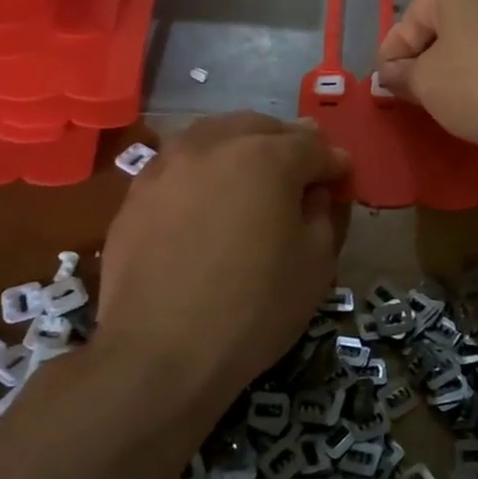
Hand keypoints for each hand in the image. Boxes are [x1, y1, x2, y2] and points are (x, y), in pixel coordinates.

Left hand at [97, 114, 349, 395]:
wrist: (159, 351)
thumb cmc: (253, 309)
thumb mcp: (314, 265)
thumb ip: (321, 214)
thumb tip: (312, 193)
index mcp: (267, 157)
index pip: (312, 145)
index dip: (332, 162)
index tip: (341, 177)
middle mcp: (215, 144)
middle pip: (260, 127)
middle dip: (287, 143)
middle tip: (300, 171)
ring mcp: (169, 164)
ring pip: (214, 134)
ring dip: (241, 146)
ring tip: (250, 175)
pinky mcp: (137, 191)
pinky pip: (180, 163)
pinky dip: (202, 169)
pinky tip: (206, 198)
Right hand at [377, 0, 477, 162]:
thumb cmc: (476, 87)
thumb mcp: (425, 83)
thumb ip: (400, 75)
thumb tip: (389, 74)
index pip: (410, 19)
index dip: (392, 53)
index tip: (384, 83)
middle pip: (444, 23)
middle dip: (424, 56)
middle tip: (411, 89)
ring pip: (474, 37)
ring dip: (454, 63)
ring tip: (444, 96)